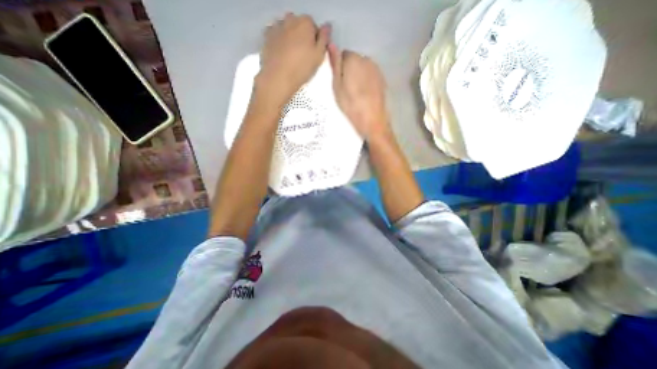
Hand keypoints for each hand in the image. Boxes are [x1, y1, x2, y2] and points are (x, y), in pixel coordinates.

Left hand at [254, 13, 331, 105]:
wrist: (278, 78)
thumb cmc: (302, 68)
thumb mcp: (319, 56)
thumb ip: (324, 38)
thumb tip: (327, 26)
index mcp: (305, 23)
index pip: (313, 27)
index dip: (315, 40)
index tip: (313, 52)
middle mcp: (290, 19)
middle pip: (299, 25)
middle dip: (302, 36)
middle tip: (303, 54)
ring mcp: (277, 26)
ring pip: (287, 28)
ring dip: (290, 36)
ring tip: (291, 54)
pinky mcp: (267, 36)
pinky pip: (276, 33)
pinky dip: (279, 39)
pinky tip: (281, 52)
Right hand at [329, 44, 388, 140]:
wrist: (373, 120)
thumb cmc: (351, 106)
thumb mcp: (337, 87)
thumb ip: (335, 65)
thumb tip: (331, 45)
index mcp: (354, 60)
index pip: (343, 54)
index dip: (339, 68)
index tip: (339, 82)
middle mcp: (367, 60)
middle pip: (354, 60)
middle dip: (349, 70)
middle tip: (346, 90)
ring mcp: (376, 69)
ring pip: (362, 68)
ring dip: (358, 76)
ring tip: (356, 93)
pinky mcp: (382, 79)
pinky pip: (370, 75)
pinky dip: (366, 81)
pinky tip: (365, 95)